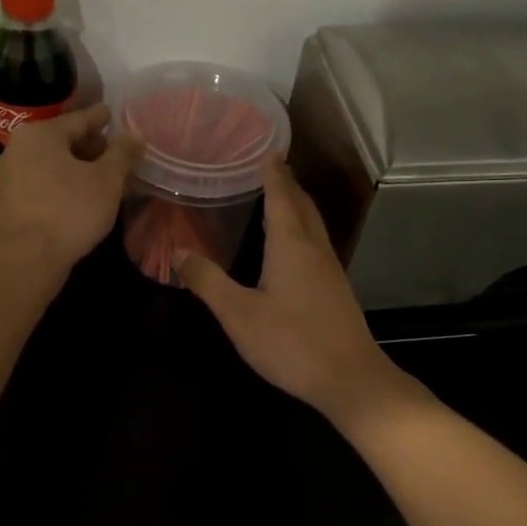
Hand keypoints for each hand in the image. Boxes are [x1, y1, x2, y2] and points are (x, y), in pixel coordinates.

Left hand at [0, 103, 141, 270]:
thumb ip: (122, 154)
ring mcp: (6, 177)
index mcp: (39, 134)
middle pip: (61, 141)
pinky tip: (77, 197)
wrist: (27, 259)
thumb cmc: (70, 210)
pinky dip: (60, 185)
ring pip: (49, 164)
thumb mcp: (107, 180)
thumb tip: (135, 137)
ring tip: (100, 177)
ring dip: (75, 168)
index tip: (112, 114)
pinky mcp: (5, 203)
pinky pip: (40, 184)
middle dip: (89, 146)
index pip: (78, 119)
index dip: (100, 118)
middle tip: (113, 152)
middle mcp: (16, 148)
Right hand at [179, 162, 416, 428]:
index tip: (264, 146)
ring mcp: (329, 268)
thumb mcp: (239, 315)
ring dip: (295, 204)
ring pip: (312, 223)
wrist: (349, 379)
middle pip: (301, 204)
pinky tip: (289, 244)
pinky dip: (301, 228)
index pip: (280, 195)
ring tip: (275, 196)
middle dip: (285, 182)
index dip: (272, 171)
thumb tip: (177, 252)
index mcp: (291, 244)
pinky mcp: (335, 288)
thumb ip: (208, 281)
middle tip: (265, 166)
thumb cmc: (291, 342)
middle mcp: (314, 247)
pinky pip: (316, 242)